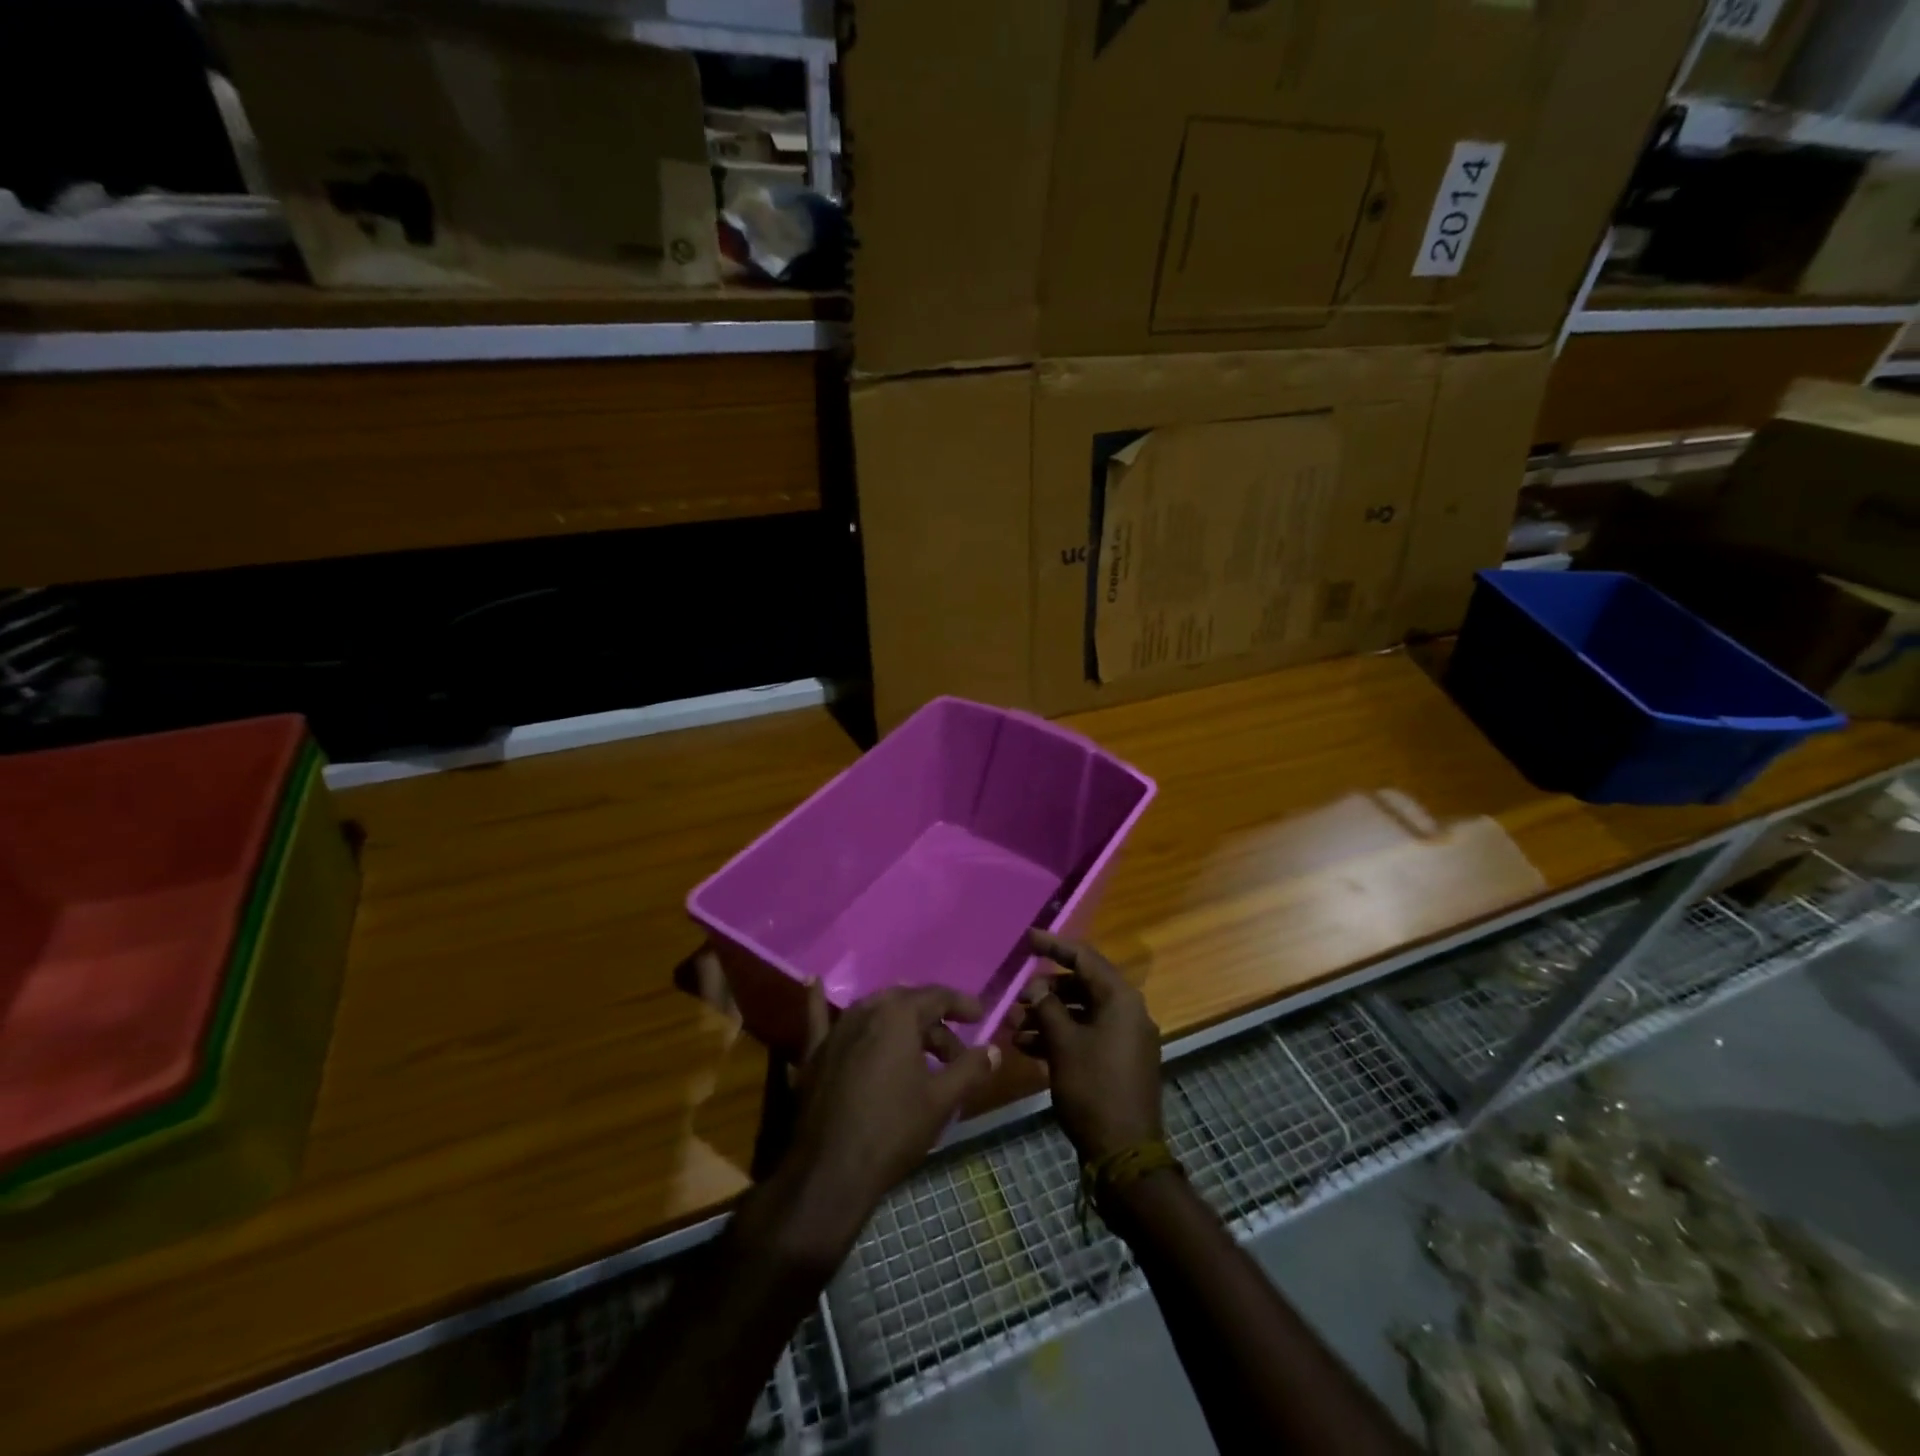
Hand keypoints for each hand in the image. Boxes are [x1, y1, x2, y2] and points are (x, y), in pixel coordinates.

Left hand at [768, 983, 999, 1269]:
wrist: (830, 1171)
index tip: (980, 1017)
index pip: (937, 997)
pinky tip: (813, 983)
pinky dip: (820, 1001)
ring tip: (918, 1047)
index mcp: (898, 1015)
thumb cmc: (893, 1130)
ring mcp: (835, 1031)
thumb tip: (993, 1051)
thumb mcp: (941, 1101)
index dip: (961, 1005)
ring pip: (874, 1012)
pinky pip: (819, 1019)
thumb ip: (970, 1069)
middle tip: (953, 1053)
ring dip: (899, 1023)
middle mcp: (865, 1011)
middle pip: (906, 1004)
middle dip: (933, 1023)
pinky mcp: (813, 1054)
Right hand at [1013, 930, 1162, 1162]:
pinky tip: (1027, 1047)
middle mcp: (1128, 1012)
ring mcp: (1125, 1039)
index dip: (1054, 946)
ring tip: (1013, 1025)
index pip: (1085, 958)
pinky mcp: (1118, 1062)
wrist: (1125, 1154)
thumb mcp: (1064, 1044)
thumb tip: (1037, 987)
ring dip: (1047, 1016)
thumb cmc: (1093, 1090)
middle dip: (1045, 990)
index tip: (1027, 939)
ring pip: (1081, 1014)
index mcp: (1121, 999)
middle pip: (1082, 986)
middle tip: (1016, 996)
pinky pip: (1086, 1036)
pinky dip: (1059, 1037)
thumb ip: (1048, 1008)